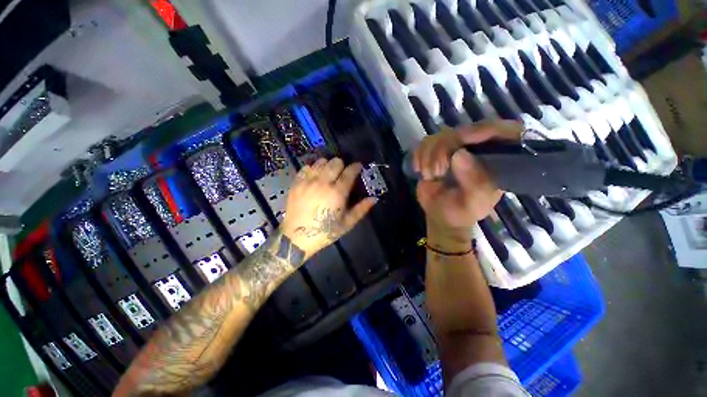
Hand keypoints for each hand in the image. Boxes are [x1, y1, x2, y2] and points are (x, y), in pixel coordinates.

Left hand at [281, 158, 377, 258]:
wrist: (297, 238)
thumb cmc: (325, 232)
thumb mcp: (346, 224)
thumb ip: (361, 209)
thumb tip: (374, 198)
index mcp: (337, 193)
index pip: (349, 172)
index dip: (356, 167)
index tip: (358, 166)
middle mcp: (323, 183)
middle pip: (335, 162)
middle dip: (342, 165)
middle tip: (342, 172)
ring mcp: (308, 181)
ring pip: (320, 162)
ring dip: (327, 165)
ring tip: (328, 173)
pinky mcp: (296, 183)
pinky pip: (306, 167)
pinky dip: (313, 168)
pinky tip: (315, 176)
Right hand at [414, 121, 521, 240]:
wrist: (439, 214)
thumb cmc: (461, 212)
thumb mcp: (473, 203)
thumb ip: (474, 183)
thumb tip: (460, 154)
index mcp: (498, 161)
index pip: (505, 132)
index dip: (487, 129)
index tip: (464, 139)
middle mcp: (479, 149)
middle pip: (465, 131)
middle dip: (444, 149)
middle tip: (438, 171)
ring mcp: (456, 148)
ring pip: (441, 135)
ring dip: (429, 156)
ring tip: (429, 175)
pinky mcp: (437, 150)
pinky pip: (426, 142)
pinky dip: (419, 155)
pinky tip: (419, 169)